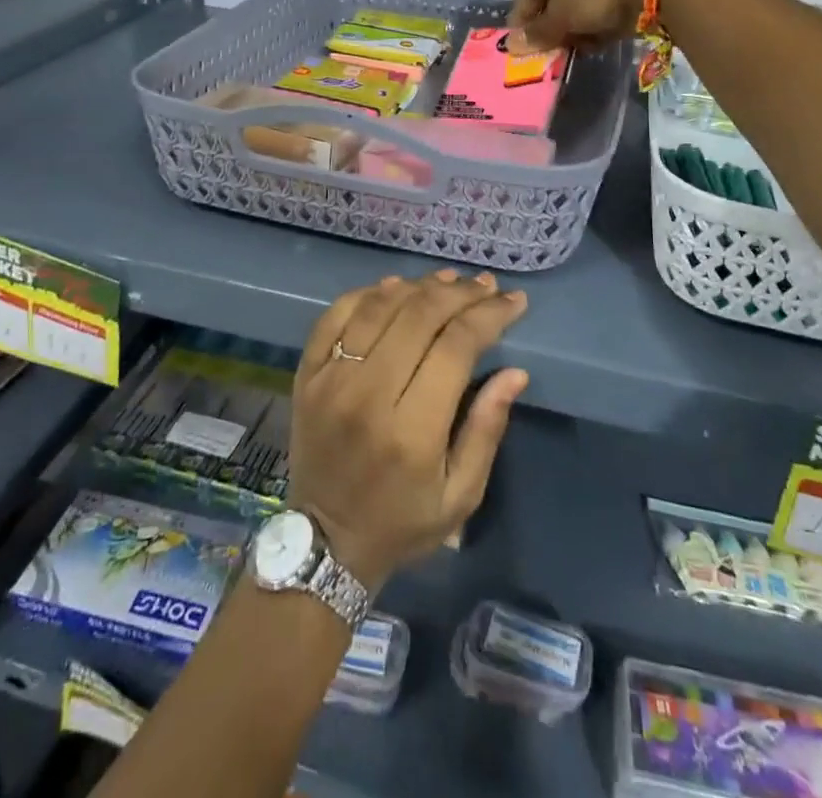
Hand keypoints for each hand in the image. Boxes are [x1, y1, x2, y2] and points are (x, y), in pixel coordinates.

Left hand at [290, 270, 529, 591]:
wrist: (324, 542)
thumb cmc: (402, 522)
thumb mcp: (461, 495)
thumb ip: (487, 429)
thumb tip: (515, 371)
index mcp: (411, 430)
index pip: (455, 347)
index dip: (488, 315)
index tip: (513, 301)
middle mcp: (367, 394)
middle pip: (418, 316)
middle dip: (460, 292)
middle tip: (486, 285)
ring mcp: (330, 379)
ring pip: (378, 307)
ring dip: (419, 285)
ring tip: (450, 280)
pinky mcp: (306, 373)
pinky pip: (336, 314)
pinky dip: (368, 293)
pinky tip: (396, 287)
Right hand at [508, 0, 678, 50]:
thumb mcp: (561, 14)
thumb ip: (538, 31)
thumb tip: (514, 45)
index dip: (522, 18)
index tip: (519, 45)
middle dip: (552, 26)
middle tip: (548, 52)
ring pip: (581, 2)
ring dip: (576, 28)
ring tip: (576, 50)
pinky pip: (605, 5)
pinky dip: (599, 24)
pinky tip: (598, 43)